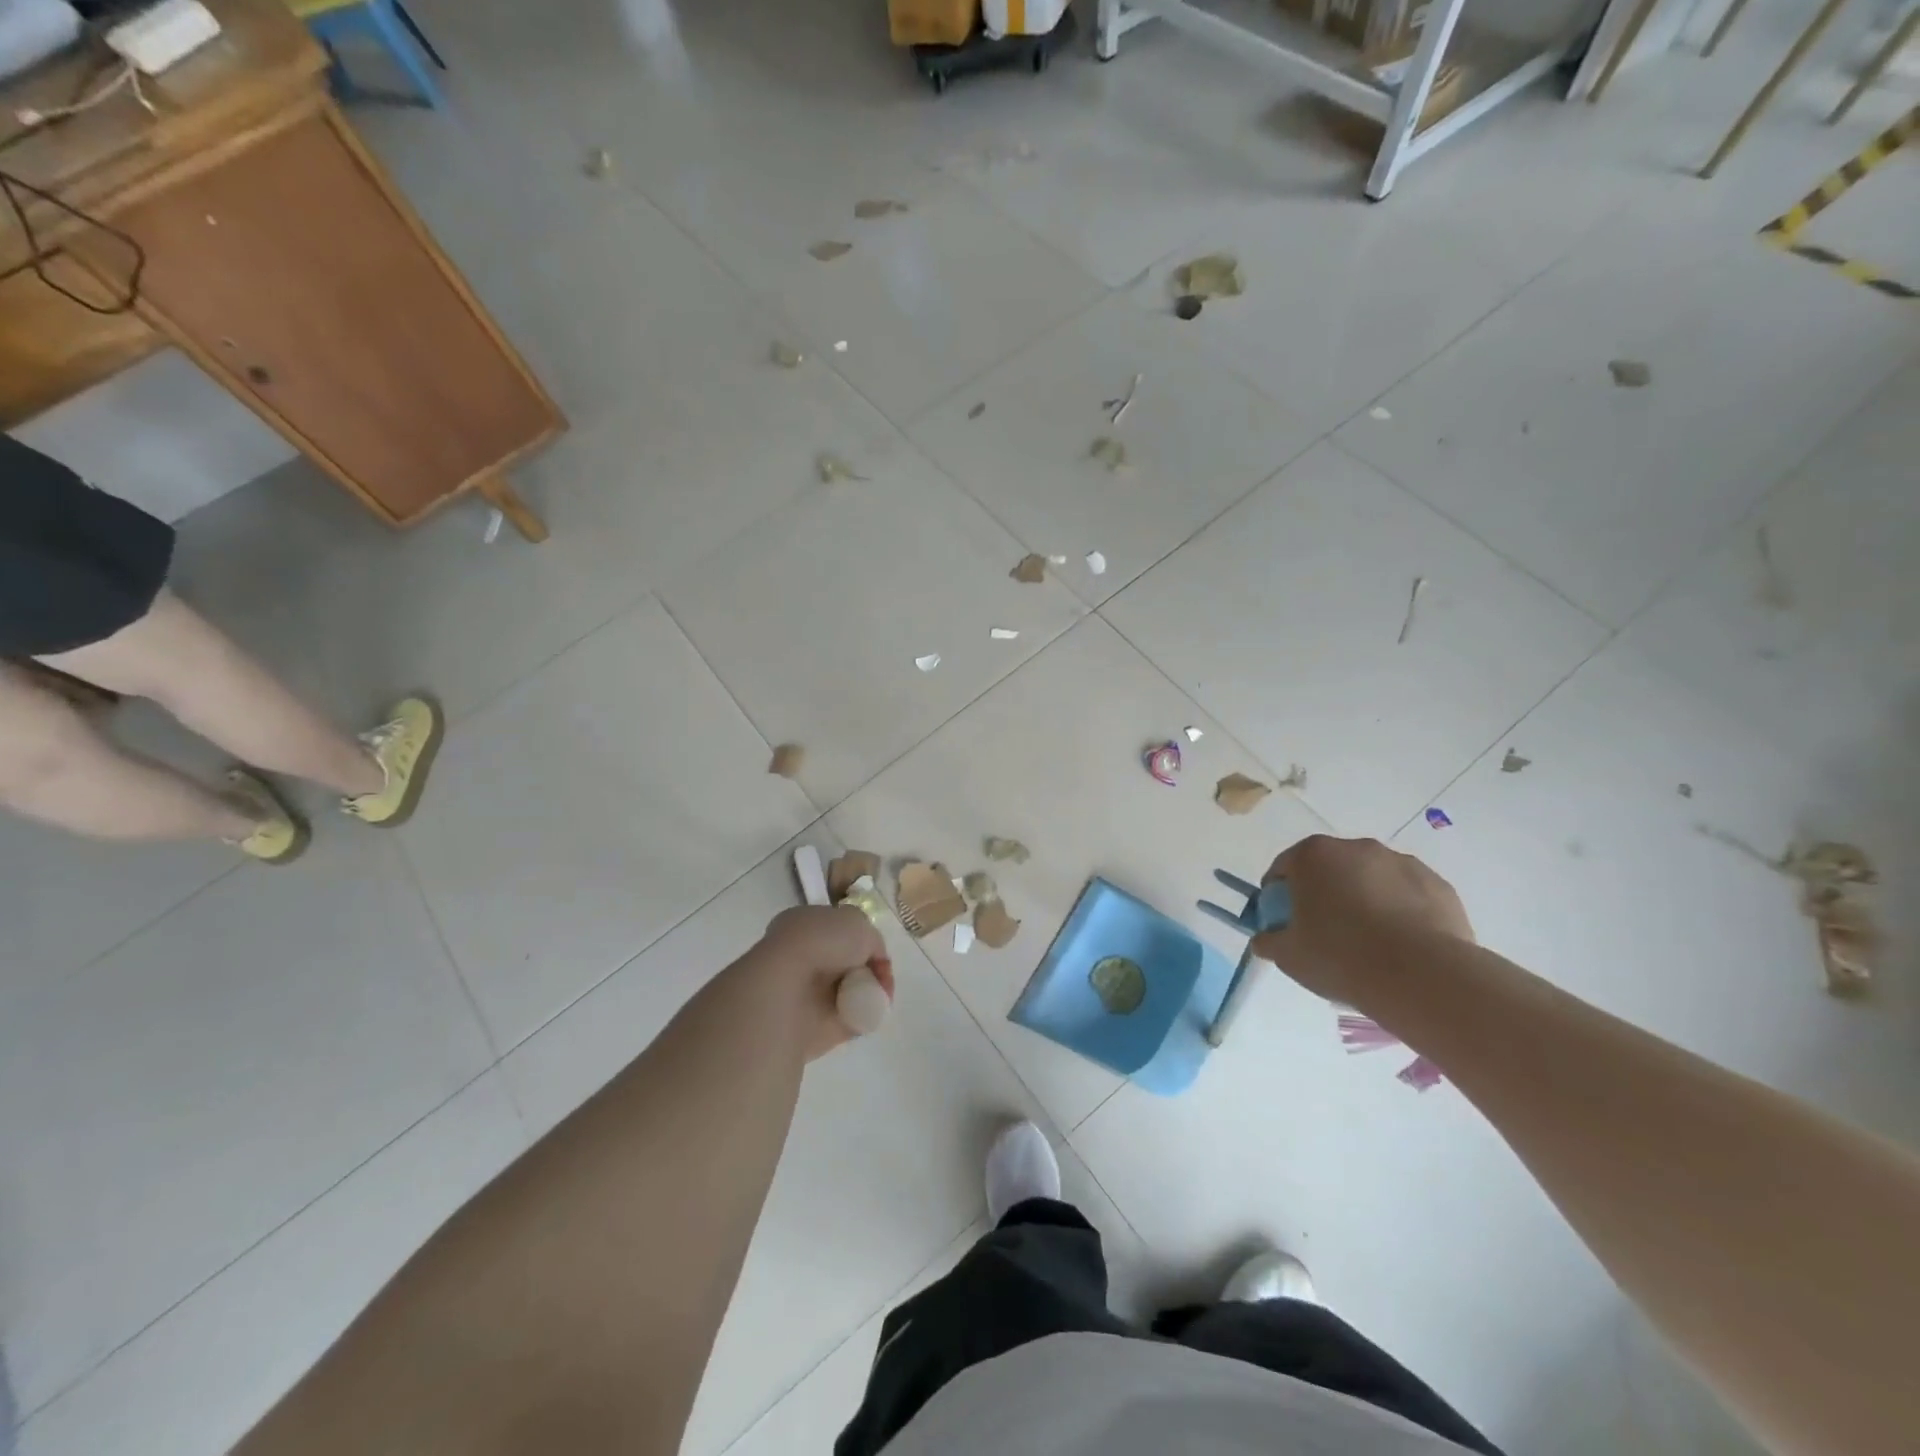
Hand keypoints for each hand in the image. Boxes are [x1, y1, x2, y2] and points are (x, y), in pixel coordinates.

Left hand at [750, 905, 893, 1059]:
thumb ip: (871, 939)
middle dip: (870, 970)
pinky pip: (849, 1020)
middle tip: (882, 976)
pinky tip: (871, 1011)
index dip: (863, 940)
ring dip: (870, 993)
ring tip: (880, 994)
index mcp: (804, 926)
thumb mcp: (858, 922)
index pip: (839, 932)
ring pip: (850, 993)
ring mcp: (806, 994)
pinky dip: (864, 1017)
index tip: (876, 950)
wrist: (788, 989)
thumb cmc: (821, 942)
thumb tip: (872, 957)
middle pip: (848, 964)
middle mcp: (802, 957)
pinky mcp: (813, 1026)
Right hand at [1251, 835, 1472, 1005]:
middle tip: (1325, 933)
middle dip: (1324, 894)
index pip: (1284, 868)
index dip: (1278, 896)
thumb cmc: (1339, 956)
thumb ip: (1270, 940)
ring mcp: (1401, 863)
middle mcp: (1356, 848)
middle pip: (1330, 869)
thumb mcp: (1288, 956)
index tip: (1284, 923)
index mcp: (1313, 856)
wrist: (1421, 977)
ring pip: (1371, 879)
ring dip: (1364, 900)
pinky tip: (1401, 946)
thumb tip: (1266, 938)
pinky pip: (1407, 895)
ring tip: (1369, 943)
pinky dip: (1400, 912)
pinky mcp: (1438, 885)